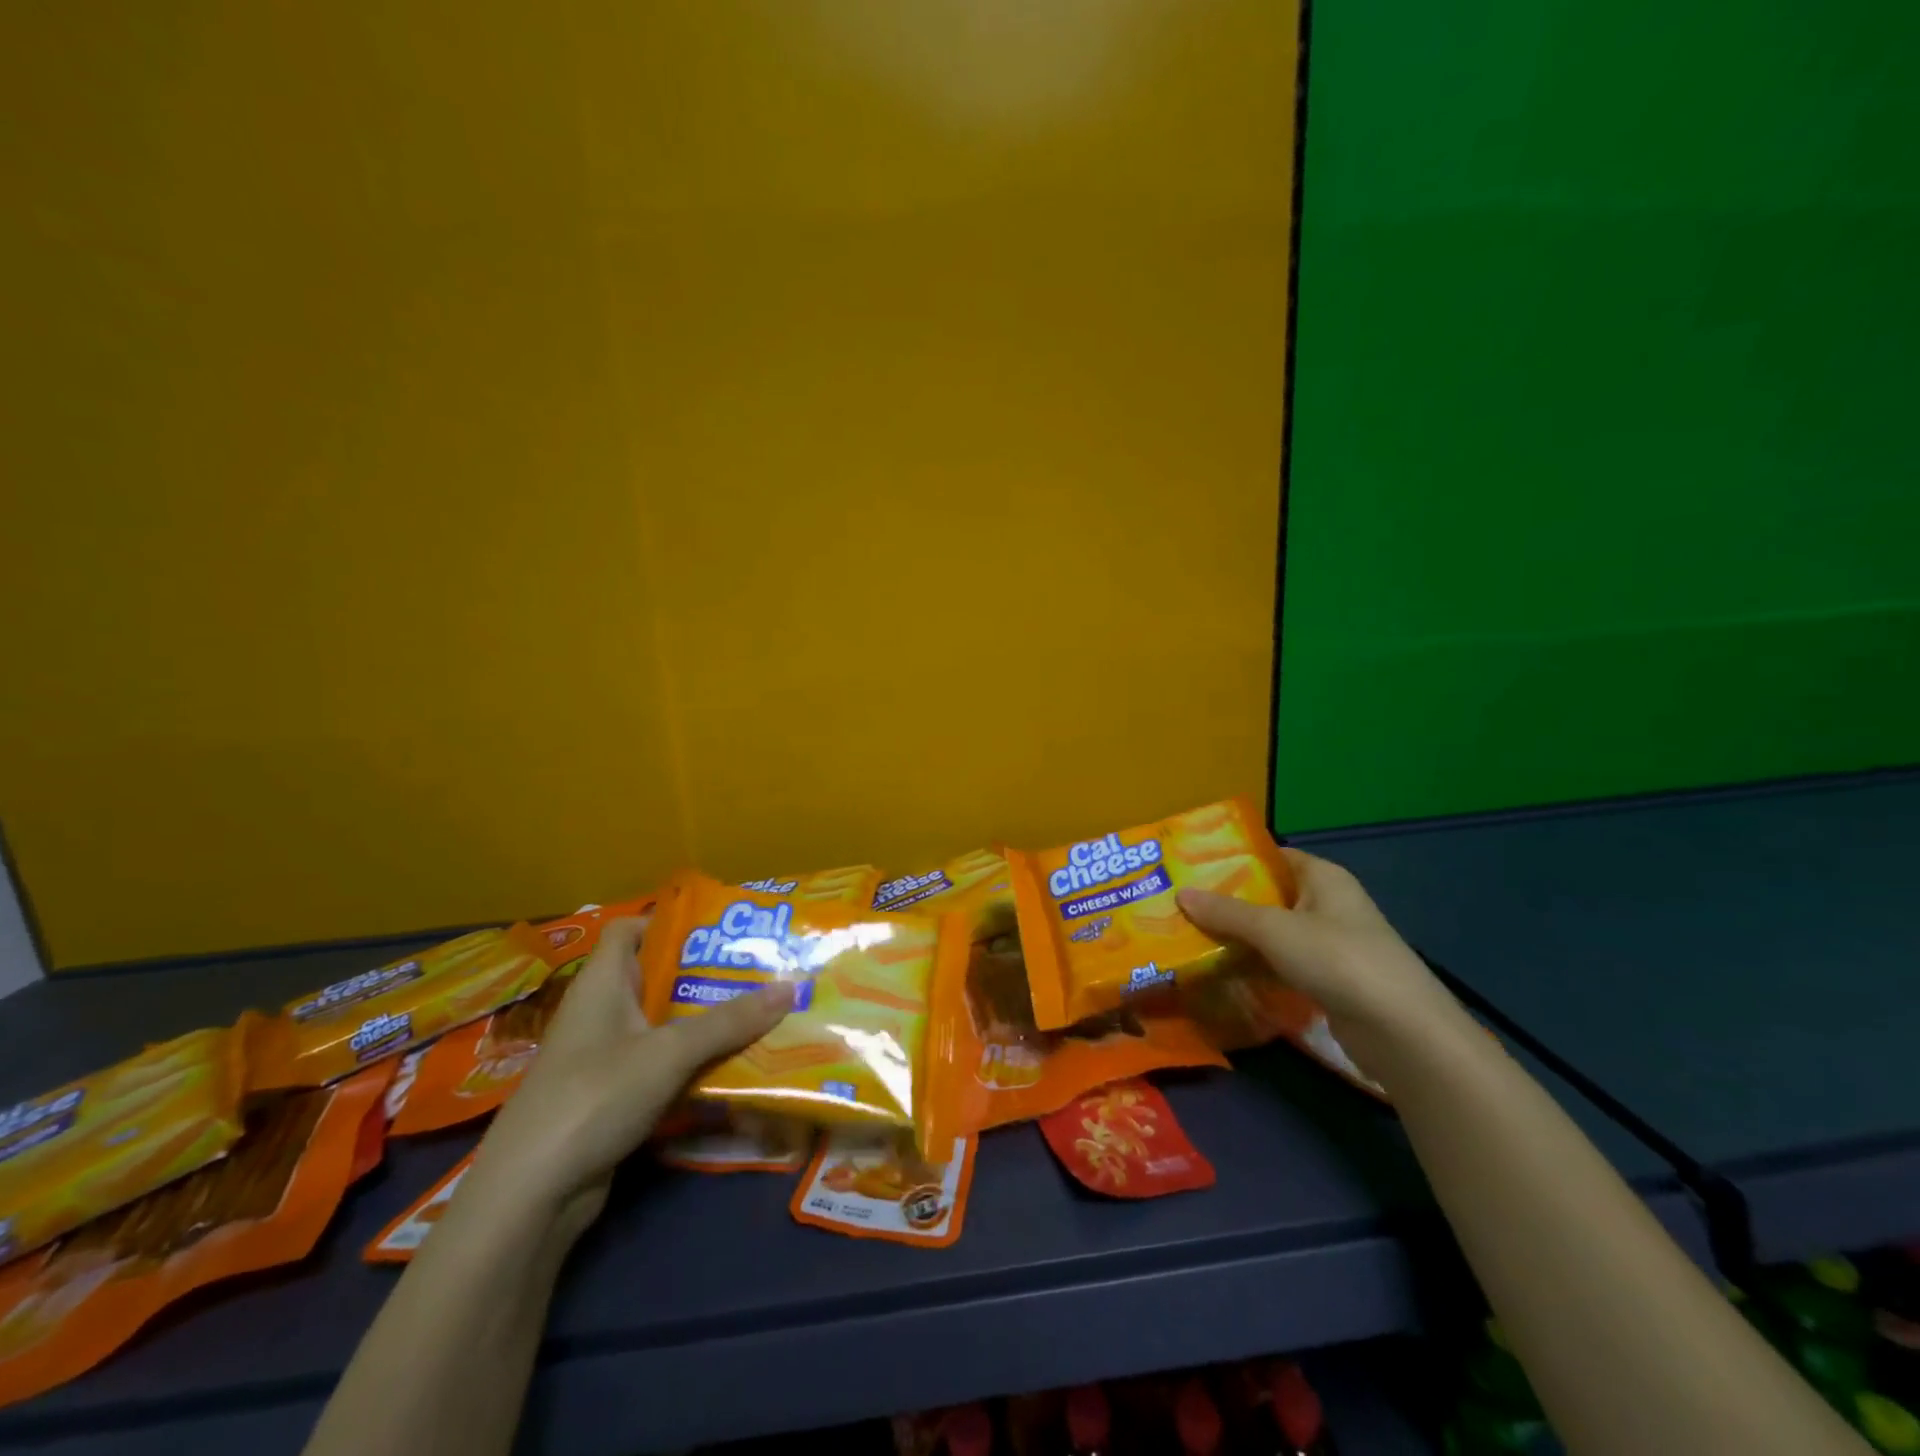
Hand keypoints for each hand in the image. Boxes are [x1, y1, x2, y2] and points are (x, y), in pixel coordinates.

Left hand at [463, 915, 792, 1239]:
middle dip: (708, 974)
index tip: (720, 928)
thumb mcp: (669, 1051)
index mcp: (602, 983)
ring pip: (666, 1025)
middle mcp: (603, 1012)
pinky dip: (696, 1062)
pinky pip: (664, 1065)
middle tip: (760, 969)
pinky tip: (737, 1064)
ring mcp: (607, 1057)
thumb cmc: (594, 1096)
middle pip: (659, 977)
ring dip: (708, 1022)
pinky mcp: (615, 1097)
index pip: (630, 929)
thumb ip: (729, 1021)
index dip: (669, 921)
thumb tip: (790, 988)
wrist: (532, 1195)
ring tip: (762, 1011)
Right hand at [1177, 848, 1452, 1034]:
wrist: (1401, 1032)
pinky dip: (1256, 966)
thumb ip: (1226, 912)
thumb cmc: (1337, 959)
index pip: (1272, 856)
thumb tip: (1181, 894)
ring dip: (1239, 937)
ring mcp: (1331, 944)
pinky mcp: (1329, 980)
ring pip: (1273, 933)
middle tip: (1181, 904)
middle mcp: (1328, 904)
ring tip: (1190, 937)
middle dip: (1228, 901)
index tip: (1192, 867)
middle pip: (1269, 895)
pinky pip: (1282, 963)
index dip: (1234, 859)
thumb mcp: (1273, 929)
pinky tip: (1222, 972)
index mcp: (1323, 877)